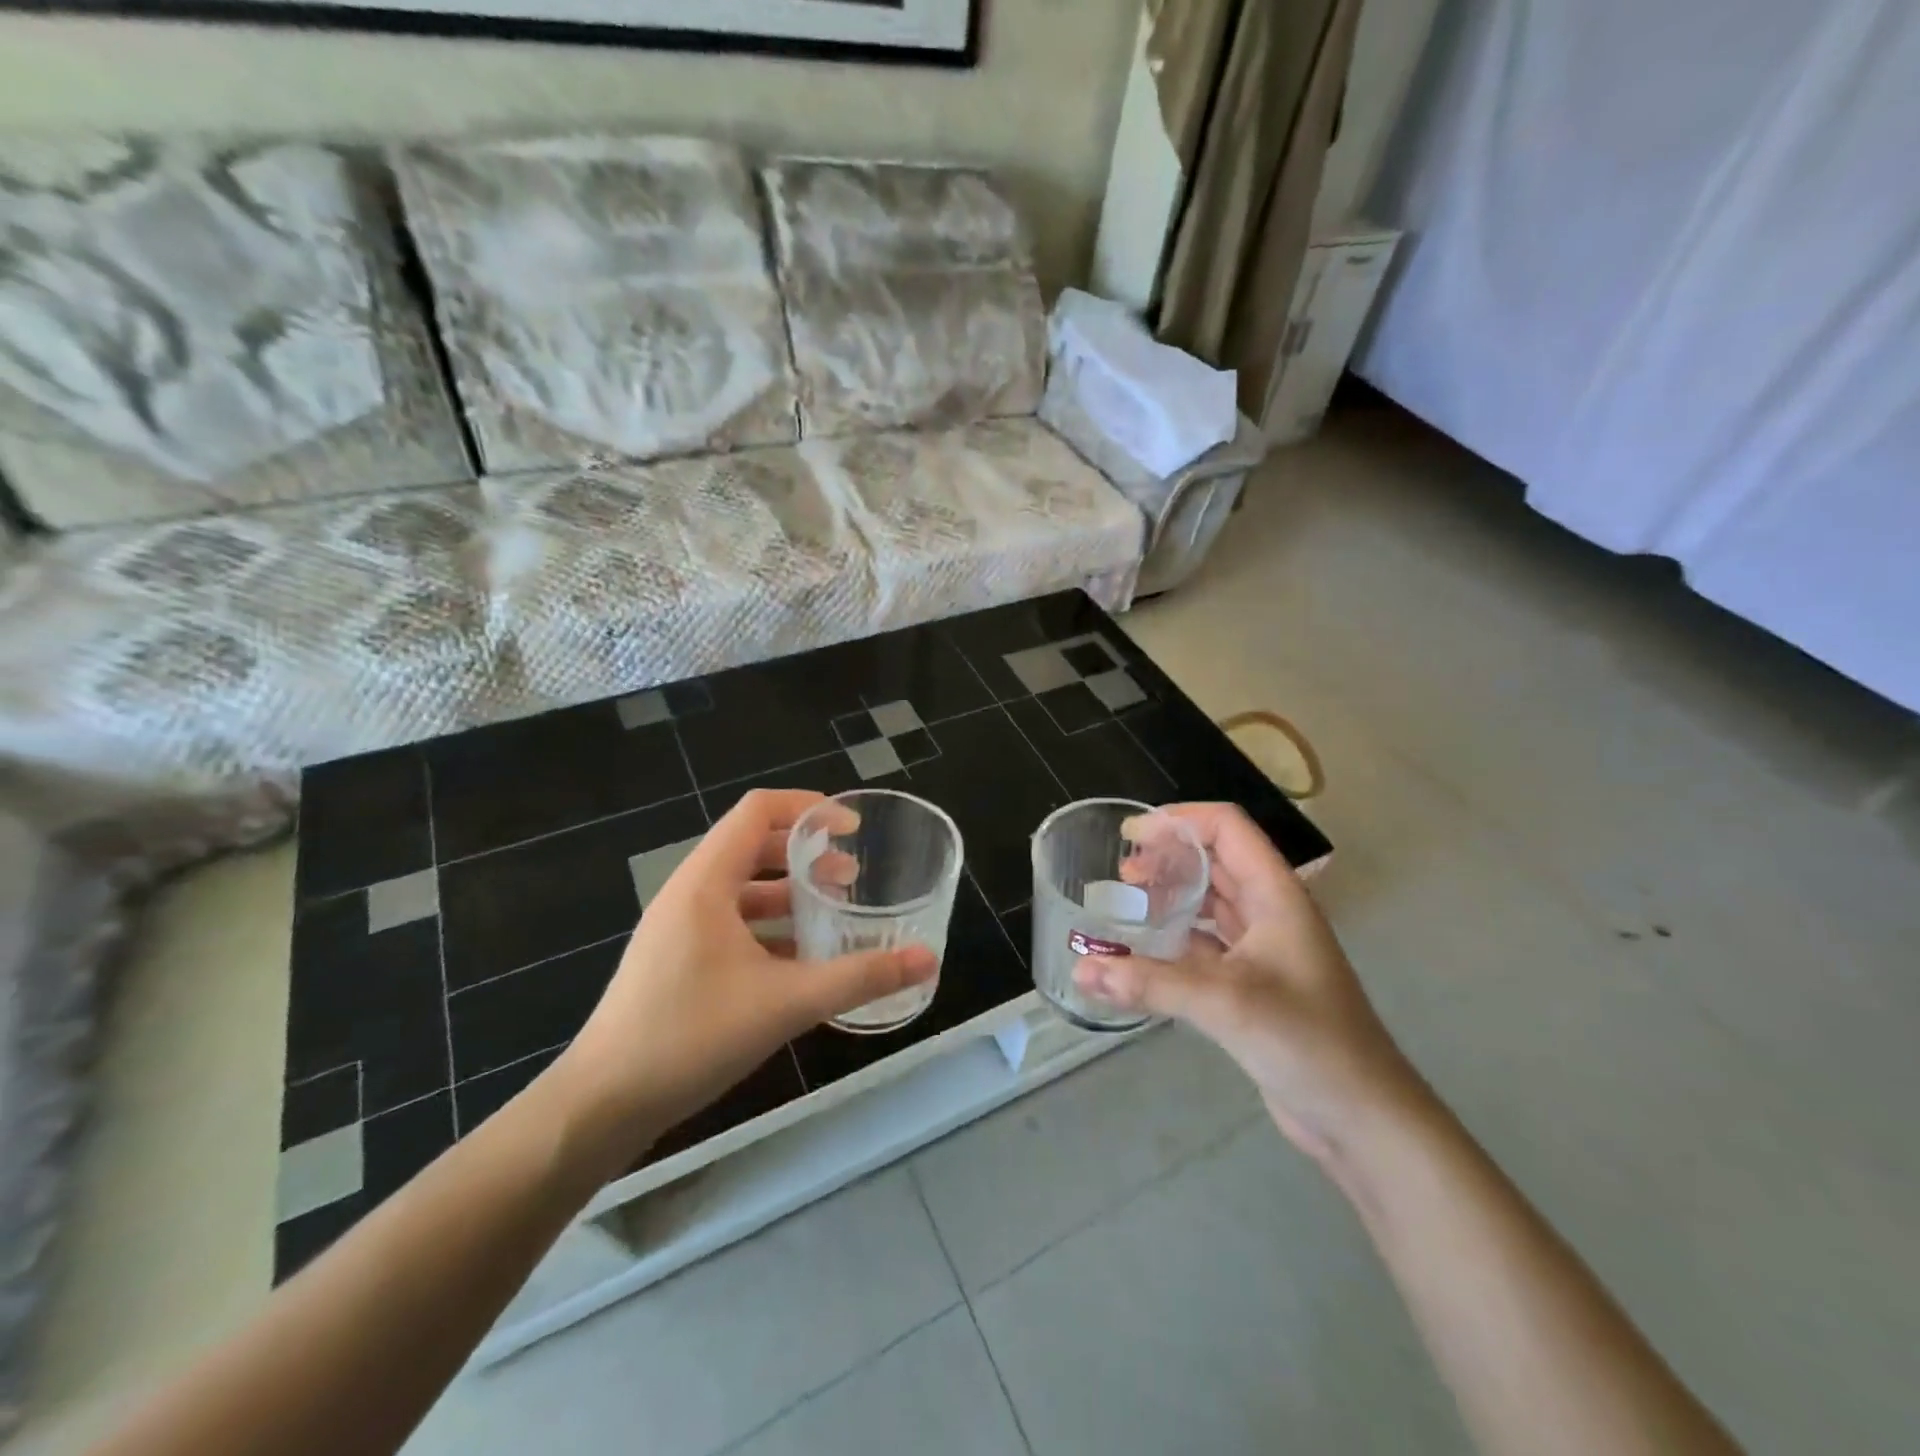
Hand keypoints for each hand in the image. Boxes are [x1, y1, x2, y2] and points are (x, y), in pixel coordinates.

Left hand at [550, 789, 936, 1168]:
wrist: (602, 1104)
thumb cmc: (690, 1036)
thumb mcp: (786, 1003)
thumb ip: (860, 978)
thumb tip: (928, 961)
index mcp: (706, 883)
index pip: (757, 811)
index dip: (808, 807)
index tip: (852, 828)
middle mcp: (689, 894)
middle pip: (752, 846)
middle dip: (806, 854)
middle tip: (852, 876)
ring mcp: (678, 929)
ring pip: (742, 890)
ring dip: (789, 894)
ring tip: (834, 913)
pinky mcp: (676, 961)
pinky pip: (731, 925)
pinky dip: (769, 928)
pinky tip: (800, 961)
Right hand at [1075, 802, 1424, 1163]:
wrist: (1363, 1119)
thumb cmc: (1309, 1043)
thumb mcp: (1228, 1004)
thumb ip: (1152, 983)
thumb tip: (1081, 970)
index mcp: (1277, 895)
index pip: (1227, 828)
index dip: (1179, 820)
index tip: (1130, 836)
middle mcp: (1271, 912)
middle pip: (1216, 860)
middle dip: (1169, 857)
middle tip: (1122, 874)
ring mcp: (1264, 949)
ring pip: (1211, 903)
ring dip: (1172, 895)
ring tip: (1128, 903)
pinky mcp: (1253, 984)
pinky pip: (1207, 944)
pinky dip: (1176, 938)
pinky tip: (1146, 952)